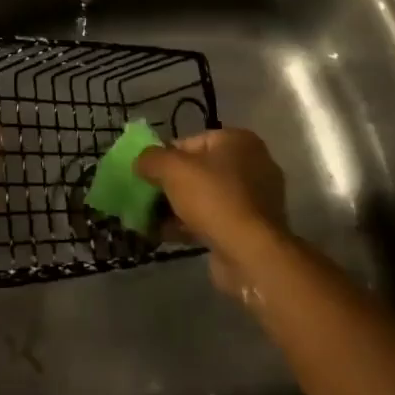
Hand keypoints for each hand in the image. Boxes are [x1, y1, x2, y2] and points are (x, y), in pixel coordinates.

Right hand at [135, 129, 288, 301]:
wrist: (250, 253)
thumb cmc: (213, 198)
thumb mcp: (171, 168)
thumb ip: (150, 158)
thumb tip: (140, 162)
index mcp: (238, 141)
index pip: (190, 142)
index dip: (164, 157)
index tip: (146, 175)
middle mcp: (252, 165)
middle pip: (197, 171)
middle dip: (169, 185)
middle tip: (146, 197)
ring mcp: (254, 200)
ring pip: (204, 198)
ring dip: (176, 207)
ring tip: (150, 219)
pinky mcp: (251, 229)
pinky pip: (213, 220)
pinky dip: (189, 225)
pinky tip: (165, 234)